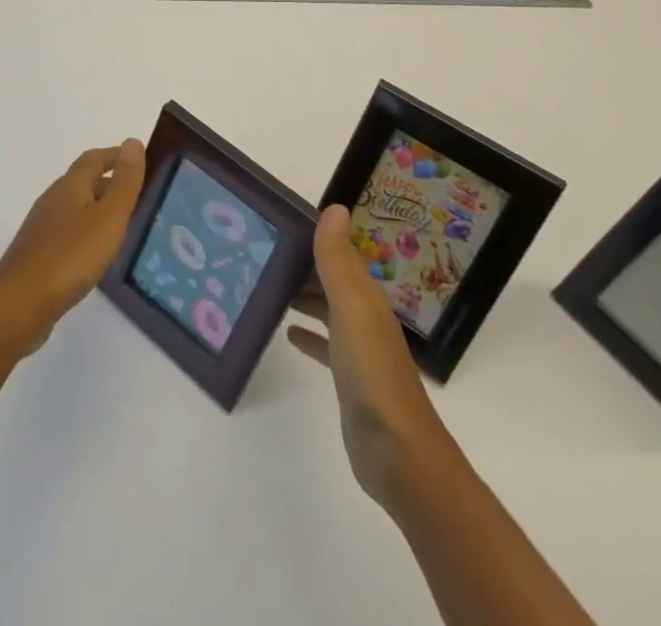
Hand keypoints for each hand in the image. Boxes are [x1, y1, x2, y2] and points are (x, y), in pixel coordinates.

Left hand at [0, 139, 146, 354]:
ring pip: (75, 209)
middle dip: (109, 184)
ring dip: (97, 211)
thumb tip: (133, 141)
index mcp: (70, 186)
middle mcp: (53, 200)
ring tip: (122, 227)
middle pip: (83, 182)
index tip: (138, 160)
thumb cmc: (70, 256)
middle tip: (137, 198)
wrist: (19, 304)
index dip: (115, 156)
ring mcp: (42, 228)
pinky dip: (86, 234)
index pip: (94, 159)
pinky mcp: (37, 255)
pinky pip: (67, 234)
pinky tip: (95, 256)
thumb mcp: (108, 217)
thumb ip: (124, 182)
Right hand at [287, 204, 452, 509]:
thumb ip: (339, 260)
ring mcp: (358, 349)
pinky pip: (325, 345)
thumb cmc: (371, 371)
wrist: (397, 452)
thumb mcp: (351, 307)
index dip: (314, 236)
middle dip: (303, 264)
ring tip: (268, 285)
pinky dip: (308, 334)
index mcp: (366, 295)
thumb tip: (334, 207)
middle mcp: (364, 315)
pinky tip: (287, 333)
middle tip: (263, 252)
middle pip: (331, 279)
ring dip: (303, 295)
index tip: (278, 222)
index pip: (339, 253)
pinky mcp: (348, 379)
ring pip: (327, 309)